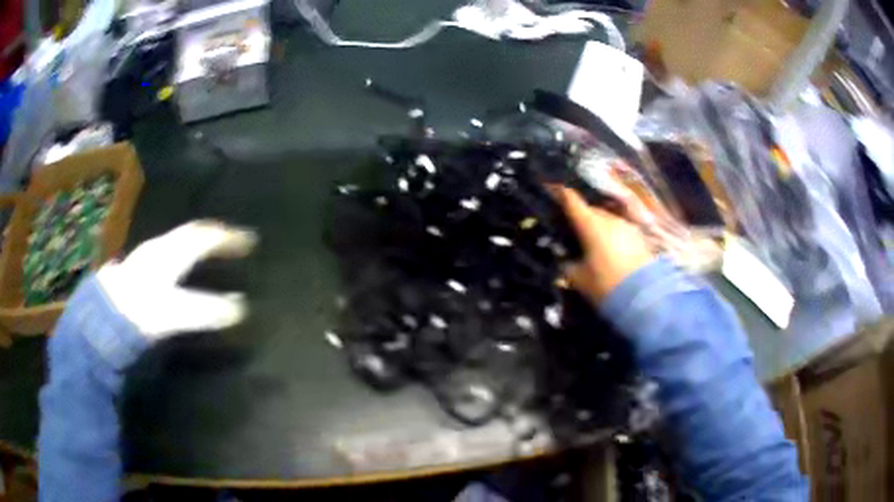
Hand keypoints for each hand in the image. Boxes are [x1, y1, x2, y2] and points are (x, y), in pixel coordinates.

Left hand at [96, 220, 258, 339]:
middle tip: (236, 240)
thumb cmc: (138, 311)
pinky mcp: (138, 269)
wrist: (100, 319)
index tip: (251, 241)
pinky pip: (168, 250)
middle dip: (216, 234)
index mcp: (170, 253)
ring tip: (214, 249)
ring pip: (178, 239)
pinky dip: (184, 251)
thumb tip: (240, 307)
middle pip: (192, 233)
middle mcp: (159, 247)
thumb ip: (206, 309)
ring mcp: (147, 256)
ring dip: (199, 241)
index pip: (205, 237)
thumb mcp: (174, 313)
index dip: (229, 237)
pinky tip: (184, 264)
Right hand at [552, 186, 652, 303]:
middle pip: (590, 209)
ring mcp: (626, 226)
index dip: (559, 193)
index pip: (571, 200)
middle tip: (571, 227)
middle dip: (580, 215)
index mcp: (590, 224)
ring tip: (591, 240)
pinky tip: (609, 249)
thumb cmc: (605, 285)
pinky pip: (619, 230)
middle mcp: (609, 218)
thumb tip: (564, 256)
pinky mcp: (639, 237)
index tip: (551, 188)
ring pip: (606, 219)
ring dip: (597, 225)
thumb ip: (567, 263)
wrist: (644, 298)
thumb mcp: (577, 278)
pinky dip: (611, 234)